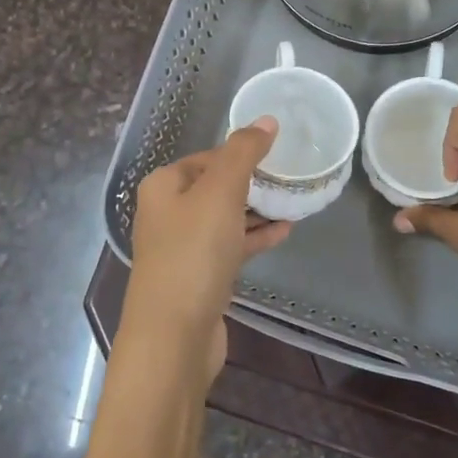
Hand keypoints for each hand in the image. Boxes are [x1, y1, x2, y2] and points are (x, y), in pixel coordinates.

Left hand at [122, 117, 291, 382]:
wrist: (174, 337)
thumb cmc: (193, 254)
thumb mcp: (221, 192)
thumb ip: (244, 152)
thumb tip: (266, 120)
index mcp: (163, 186)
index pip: (207, 157)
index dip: (241, 153)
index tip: (277, 155)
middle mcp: (167, 213)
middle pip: (216, 186)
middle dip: (252, 182)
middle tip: (290, 177)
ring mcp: (182, 248)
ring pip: (225, 218)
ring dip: (257, 210)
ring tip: (294, 201)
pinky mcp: (199, 277)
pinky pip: (230, 247)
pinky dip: (254, 237)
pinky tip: (284, 232)